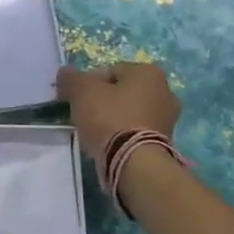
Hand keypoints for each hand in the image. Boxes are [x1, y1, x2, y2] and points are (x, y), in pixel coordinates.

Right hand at [56, 62, 180, 157]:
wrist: (134, 162)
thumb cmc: (109, 117)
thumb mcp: (81, 91)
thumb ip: (71, 78)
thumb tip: (65, 73)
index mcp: (149, 72)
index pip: (110, 71)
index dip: (89, 84)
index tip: (76, 99)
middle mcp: (165, 91)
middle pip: (122, 92)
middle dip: (104, 101)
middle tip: (85, 115)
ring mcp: (168, 119)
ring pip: (130, 112)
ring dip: (114, 119)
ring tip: (96, 132)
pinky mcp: (165, 142)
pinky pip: (137, 131)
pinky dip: (124, 135)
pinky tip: (110, 144)